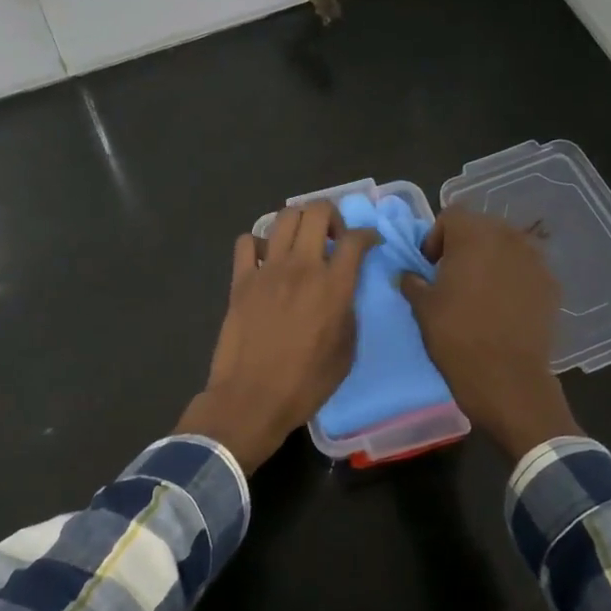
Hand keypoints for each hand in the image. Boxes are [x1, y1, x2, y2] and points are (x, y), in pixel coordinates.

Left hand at [179, 201, 377, 471]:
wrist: (252, 399)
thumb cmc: (305, 385)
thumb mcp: (345, 353)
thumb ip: (348, 313)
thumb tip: (342, 293)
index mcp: (333, 286)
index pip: (355, 239)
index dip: (368, 234)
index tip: (370, 243)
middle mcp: (301, 268)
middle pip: (316, 212)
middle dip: (331, 216)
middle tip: (333, 238)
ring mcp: (267, 270)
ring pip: (283, 217)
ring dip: (298, 222)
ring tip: (301, 243)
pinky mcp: (240, 280)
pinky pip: (247, 242)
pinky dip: (259, 243)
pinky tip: (265, 260)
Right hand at [400, 209, 582, 460]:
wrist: (507, 379)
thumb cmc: (457, 338)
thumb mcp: (422, 308)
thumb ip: (412, 281)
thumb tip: (409, 274)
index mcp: (474, 236)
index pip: (451, 216)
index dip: (435, 238)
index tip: (429, 267)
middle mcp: (509, 238)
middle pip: (481, 228)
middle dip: (464, 246)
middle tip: (451, 278)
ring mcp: (536, 261)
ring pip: (506, 248)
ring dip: (490, 261)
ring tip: (478, 293)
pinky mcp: (551, 285)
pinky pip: (525, 270)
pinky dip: (512, 280)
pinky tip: (503, 308)